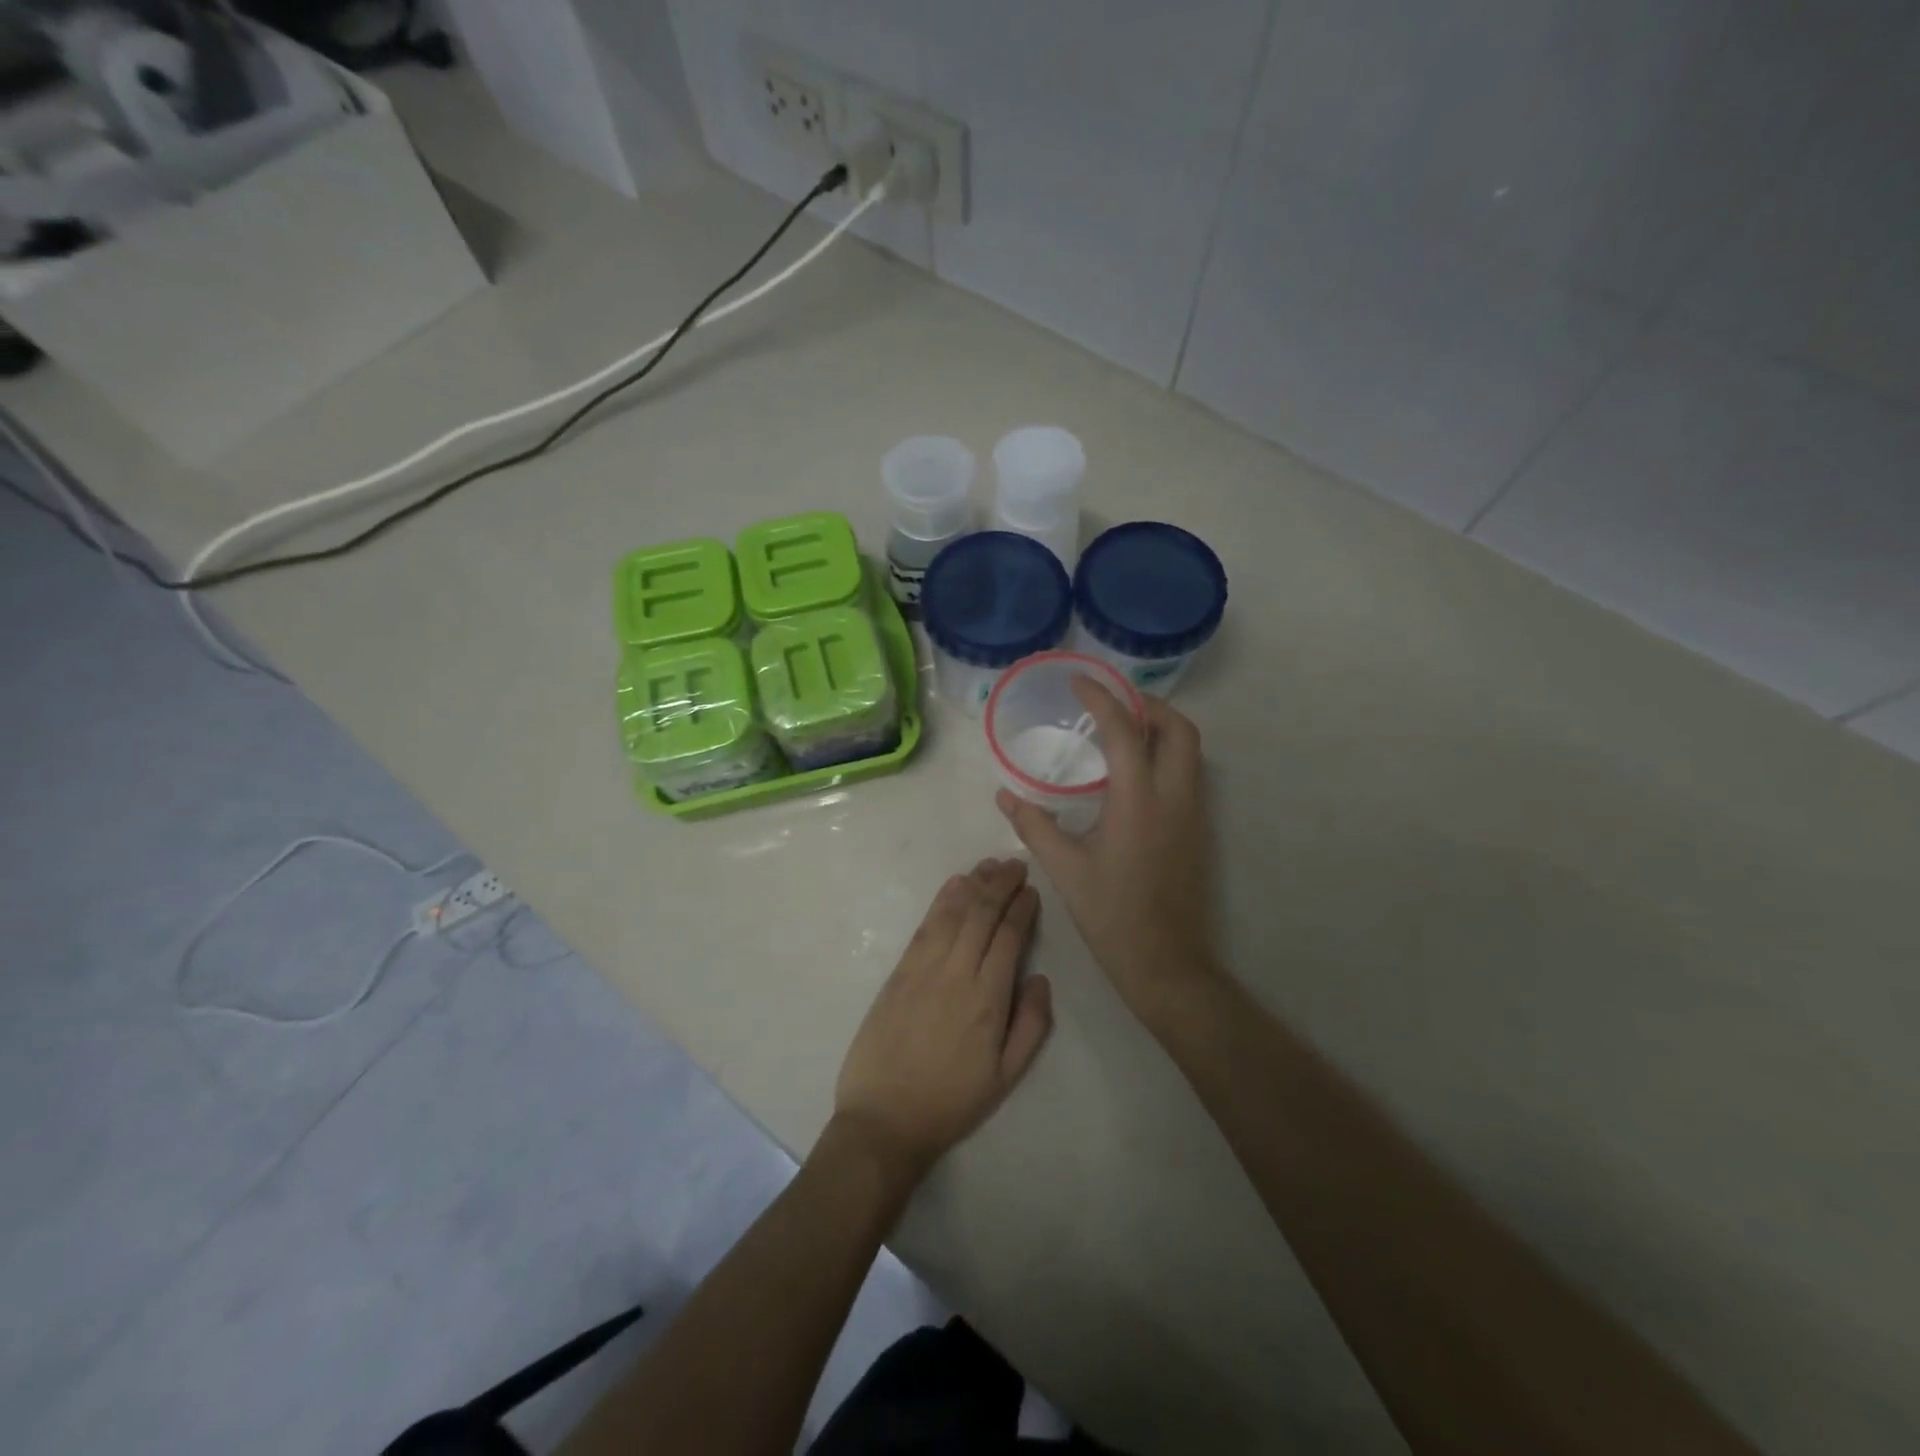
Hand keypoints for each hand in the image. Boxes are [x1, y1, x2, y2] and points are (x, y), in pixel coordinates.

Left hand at [833, 859, 1053, 1182]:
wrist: (884, 1119)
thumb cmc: (951, 1102)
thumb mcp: (1006, 1078)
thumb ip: (1032, 1026)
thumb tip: (1042, 979)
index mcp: (988, 1000)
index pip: (1009, 938)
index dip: (1022, 909)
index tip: (1031, 890)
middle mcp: (957, 974)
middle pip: (982, 916)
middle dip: (1001, 885)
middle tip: (1015, 865)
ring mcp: (924, 969)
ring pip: (954, 913)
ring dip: (974, 885)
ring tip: (990, 865)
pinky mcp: (899, 971)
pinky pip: (925, 926)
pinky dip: (942, 900)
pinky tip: (954, 885)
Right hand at [997, 679, 1216, 1024]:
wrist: (1165, 962)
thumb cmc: (1111, 914)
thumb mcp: (1065, 869)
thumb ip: (1033, 825)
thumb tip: (1005, 795)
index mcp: (1138, 800)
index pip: (1124, 731)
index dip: (1101, 699)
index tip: (1078, 682)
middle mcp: (1174, 796)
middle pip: (1178, 728)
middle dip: (1147, 705)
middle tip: (1111, 704)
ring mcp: (1193, 812)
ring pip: (1190, 750)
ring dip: (1160, 728)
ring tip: (1120, 730)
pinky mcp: (1197, 829)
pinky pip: (1188, 772)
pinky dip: (1166, 754)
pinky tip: (1133, 772)